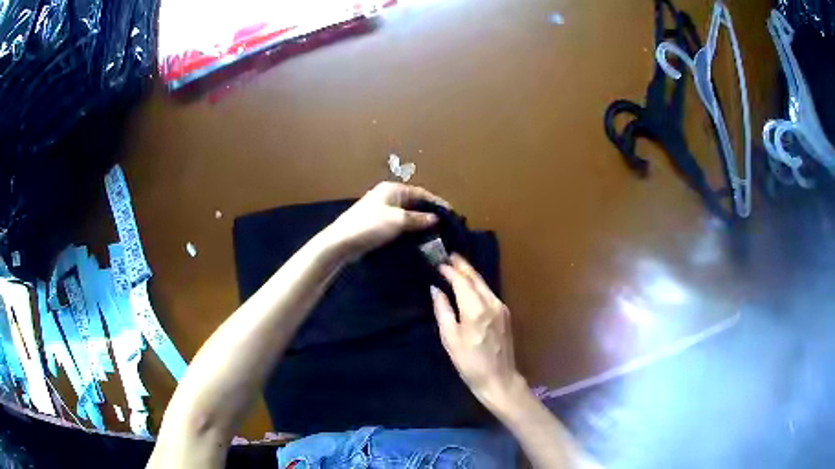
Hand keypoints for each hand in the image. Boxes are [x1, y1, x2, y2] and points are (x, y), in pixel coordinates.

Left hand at [323, 182, 448, 257]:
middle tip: (445, 226)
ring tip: (435, 234)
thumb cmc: (371, 226)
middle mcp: (387, 195)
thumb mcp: (398, 220)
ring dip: (419, 222)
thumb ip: (419, 218)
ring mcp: (381, 209)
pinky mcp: (376, 223)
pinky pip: (398, 223)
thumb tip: (436, 218)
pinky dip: (409, 229)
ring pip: (406, 214)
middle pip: (414, 202)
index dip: (437, 202)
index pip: (421, 192)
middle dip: (429, 213)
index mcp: (392, 189)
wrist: (342, 242)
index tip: (451, 213)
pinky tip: (417, 239)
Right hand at [431, 254, 526, 410]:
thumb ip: (443, 311)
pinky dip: (478, 285)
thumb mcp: (450, 339)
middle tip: (450, 256)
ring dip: (471, 274)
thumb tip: (436, 289)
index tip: (439, 263)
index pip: (462, 281)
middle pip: (476, 278)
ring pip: (484, 284)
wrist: (499, 378)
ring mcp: (501, 307)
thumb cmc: (469, 363)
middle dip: (463, 266)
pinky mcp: (505, 314)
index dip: (450, 271)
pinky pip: (489, 293)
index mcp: (475, 309)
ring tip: (457, 266)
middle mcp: (491, 303)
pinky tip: (471, 285)